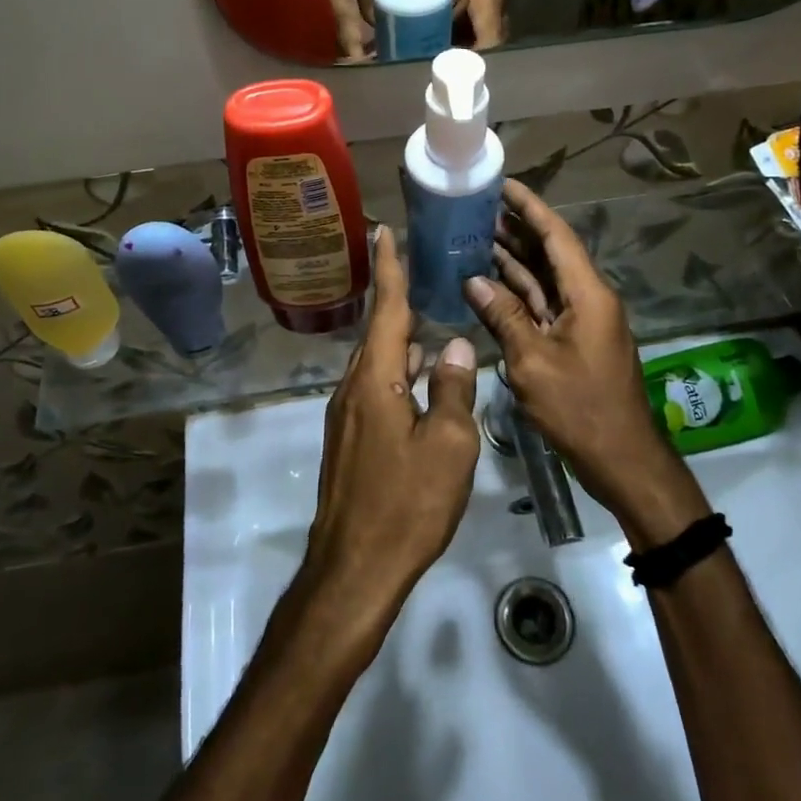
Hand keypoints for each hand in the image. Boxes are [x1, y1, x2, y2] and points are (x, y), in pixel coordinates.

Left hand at [302, 228, 481, 646]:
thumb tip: (453, 344)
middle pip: (379, 333)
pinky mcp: (350, 439)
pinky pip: (376, 388)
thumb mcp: (448, 446)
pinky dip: (399, 373)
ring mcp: (347, 415)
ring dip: (401, 341)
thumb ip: (452, 389)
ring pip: (378, 363)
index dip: (388, 269)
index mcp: (375, 380)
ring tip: (431, 322)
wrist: (353, 569)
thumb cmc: (406, 505)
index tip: (384, 231)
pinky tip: (422, 381)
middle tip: (423, 273)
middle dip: (398, 301)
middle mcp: (353, 388)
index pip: (385, 309)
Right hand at [464, 180, 709, 548]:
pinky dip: (518, 293)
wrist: (621, 458)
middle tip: (477, 209)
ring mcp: (582, 320)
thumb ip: (503, 316)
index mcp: (587, 294)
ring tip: (476, 237)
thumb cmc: (580, 407)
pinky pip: (544, 304)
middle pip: (551, 252)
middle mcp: (588, 298)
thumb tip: (473, 281)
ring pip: (545, 279)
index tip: (503, 184)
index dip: (530, 207)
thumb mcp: (533, 361)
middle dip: (516, 229)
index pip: (556, 235)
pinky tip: (489, 283)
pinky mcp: (574, 340)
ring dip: (514, 259)